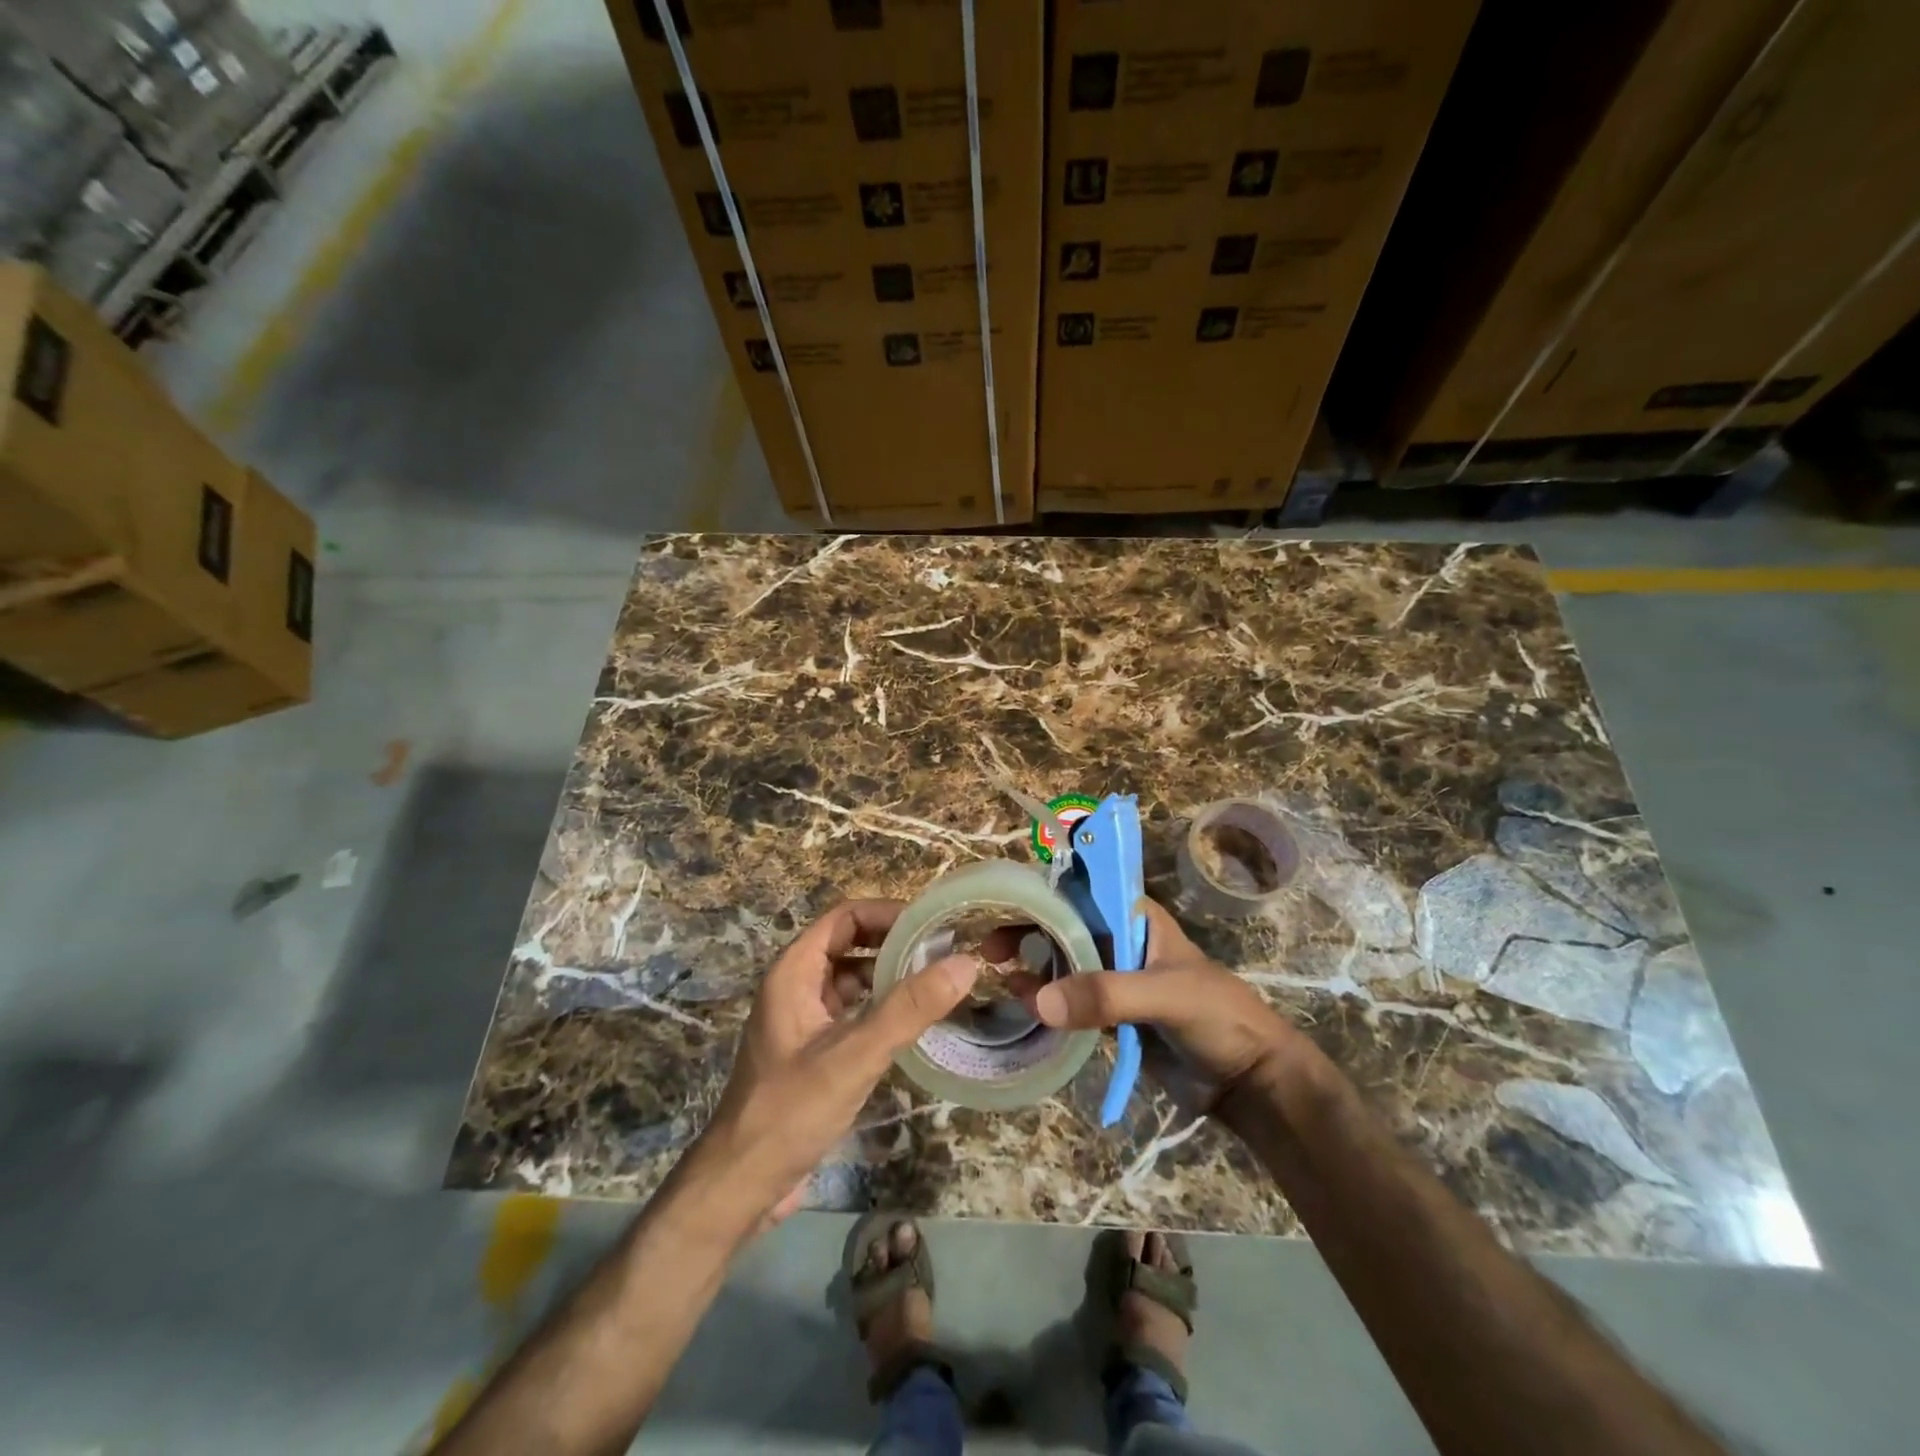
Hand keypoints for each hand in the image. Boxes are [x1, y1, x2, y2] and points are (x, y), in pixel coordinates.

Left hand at [697, 899, 979, 1226]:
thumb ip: (908, 1009)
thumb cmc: (790, 1112)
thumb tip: (965, 963)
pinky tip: (914, 1023)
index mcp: (793, 972)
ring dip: (890, 976)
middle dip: (895, 943)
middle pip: (851, 944)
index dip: (888, 913)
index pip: (845, 917)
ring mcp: (804, 1019)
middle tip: (945, 952)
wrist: (741, 1187)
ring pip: (853, 979)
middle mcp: (796, 986)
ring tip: (939, 982)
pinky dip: (882, 1008)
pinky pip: (853, 1012)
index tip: (933, 924)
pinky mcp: (813, 1051)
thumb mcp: (854, 1056)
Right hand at [1025, 898, 1304, 1121]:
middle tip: (990, 951)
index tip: (1004, 907)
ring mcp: (1113, 978)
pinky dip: (1045, 1000)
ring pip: (1061, 963)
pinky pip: (1068, 1000)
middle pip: (1062, 925)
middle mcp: (1119, 940)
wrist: (1248, 1081)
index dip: (1042, 894)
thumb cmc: (1218, 1018)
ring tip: (1004, 981)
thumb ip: (1107, 995)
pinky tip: (1024, 1007)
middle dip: (1026, 931)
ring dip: (1032, 968)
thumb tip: (1038, 1000)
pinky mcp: (1109, 1015)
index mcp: (1135, 918)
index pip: (1081, 890)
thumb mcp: (1167, 996)